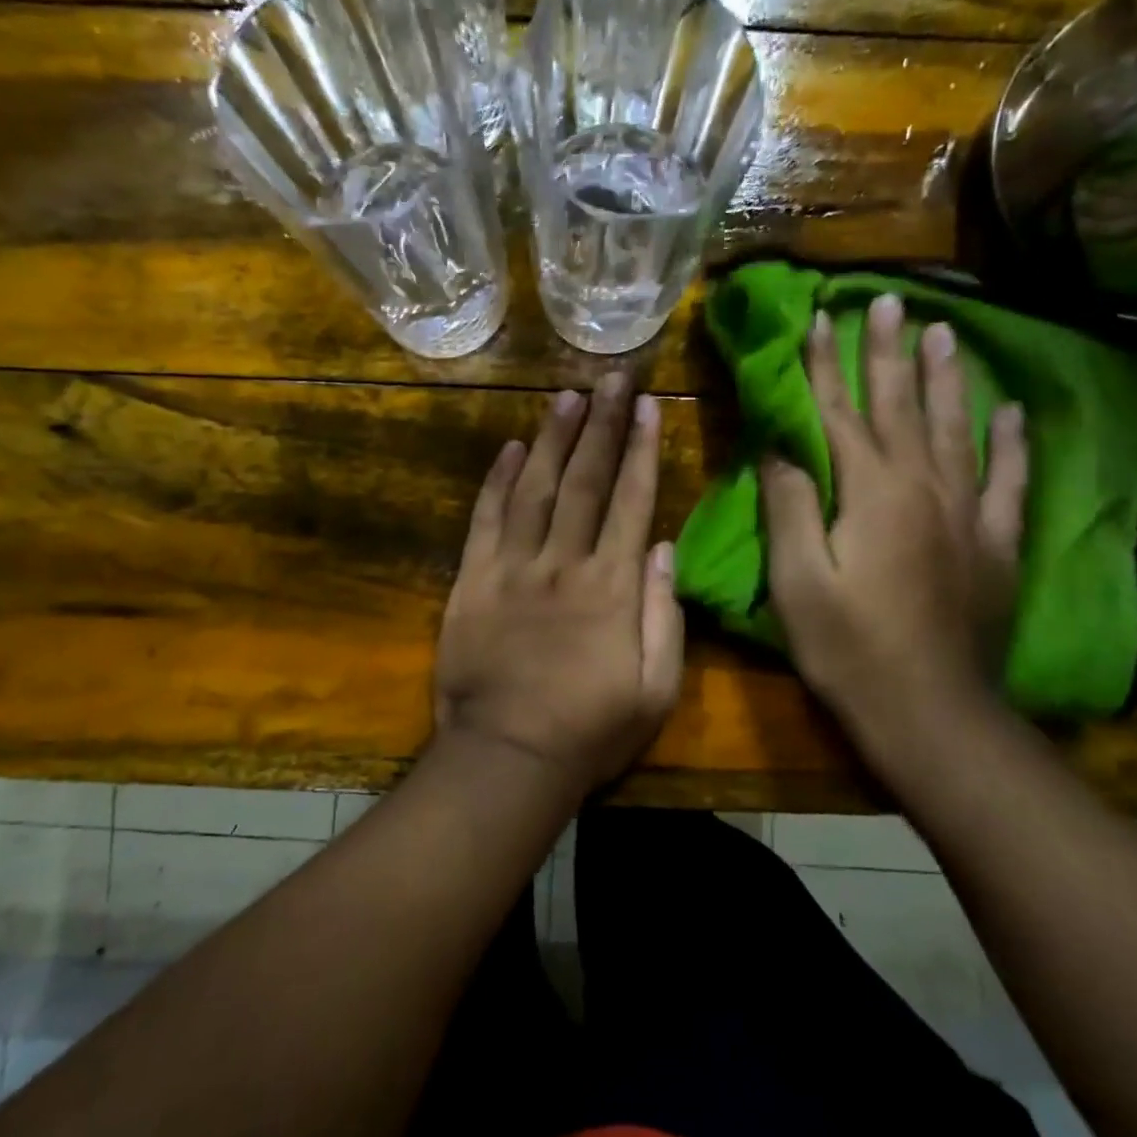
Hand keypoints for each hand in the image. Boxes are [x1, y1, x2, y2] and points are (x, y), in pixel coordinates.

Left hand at [435, 372, 684, 794]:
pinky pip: (486, 520)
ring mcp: (513, 568)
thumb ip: (665, 616)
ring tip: (567, 395)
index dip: (642, 449)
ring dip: (553, 439)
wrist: (507, 758)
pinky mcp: (472, 582)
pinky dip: (498, 481)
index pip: (632, 500)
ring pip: (537, 488)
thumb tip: (664, 549)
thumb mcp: (655, 690)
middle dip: (602, 425)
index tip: (649, 406)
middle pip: (586, 480)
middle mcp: (564, 563)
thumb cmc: (590, 731)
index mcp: (613, 587)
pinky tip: (511, 449)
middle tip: (612, 378)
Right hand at [760, 296, 1028, 765]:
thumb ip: (790, 507)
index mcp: (871, 493)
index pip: (840, 413)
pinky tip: (1010, 412)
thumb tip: (779, 448)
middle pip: (901, 406)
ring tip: (945, 331)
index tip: (819, 318)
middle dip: (889, 352)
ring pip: (956, 429)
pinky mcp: (995, 545)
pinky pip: (1006, 481)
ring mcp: (967, 514)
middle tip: (889, 299)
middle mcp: (924, 487)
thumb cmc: (848, 649)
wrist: (930, 712)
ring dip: (946, 378)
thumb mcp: (797, 581)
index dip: (826, 365)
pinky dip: (1009, 443)